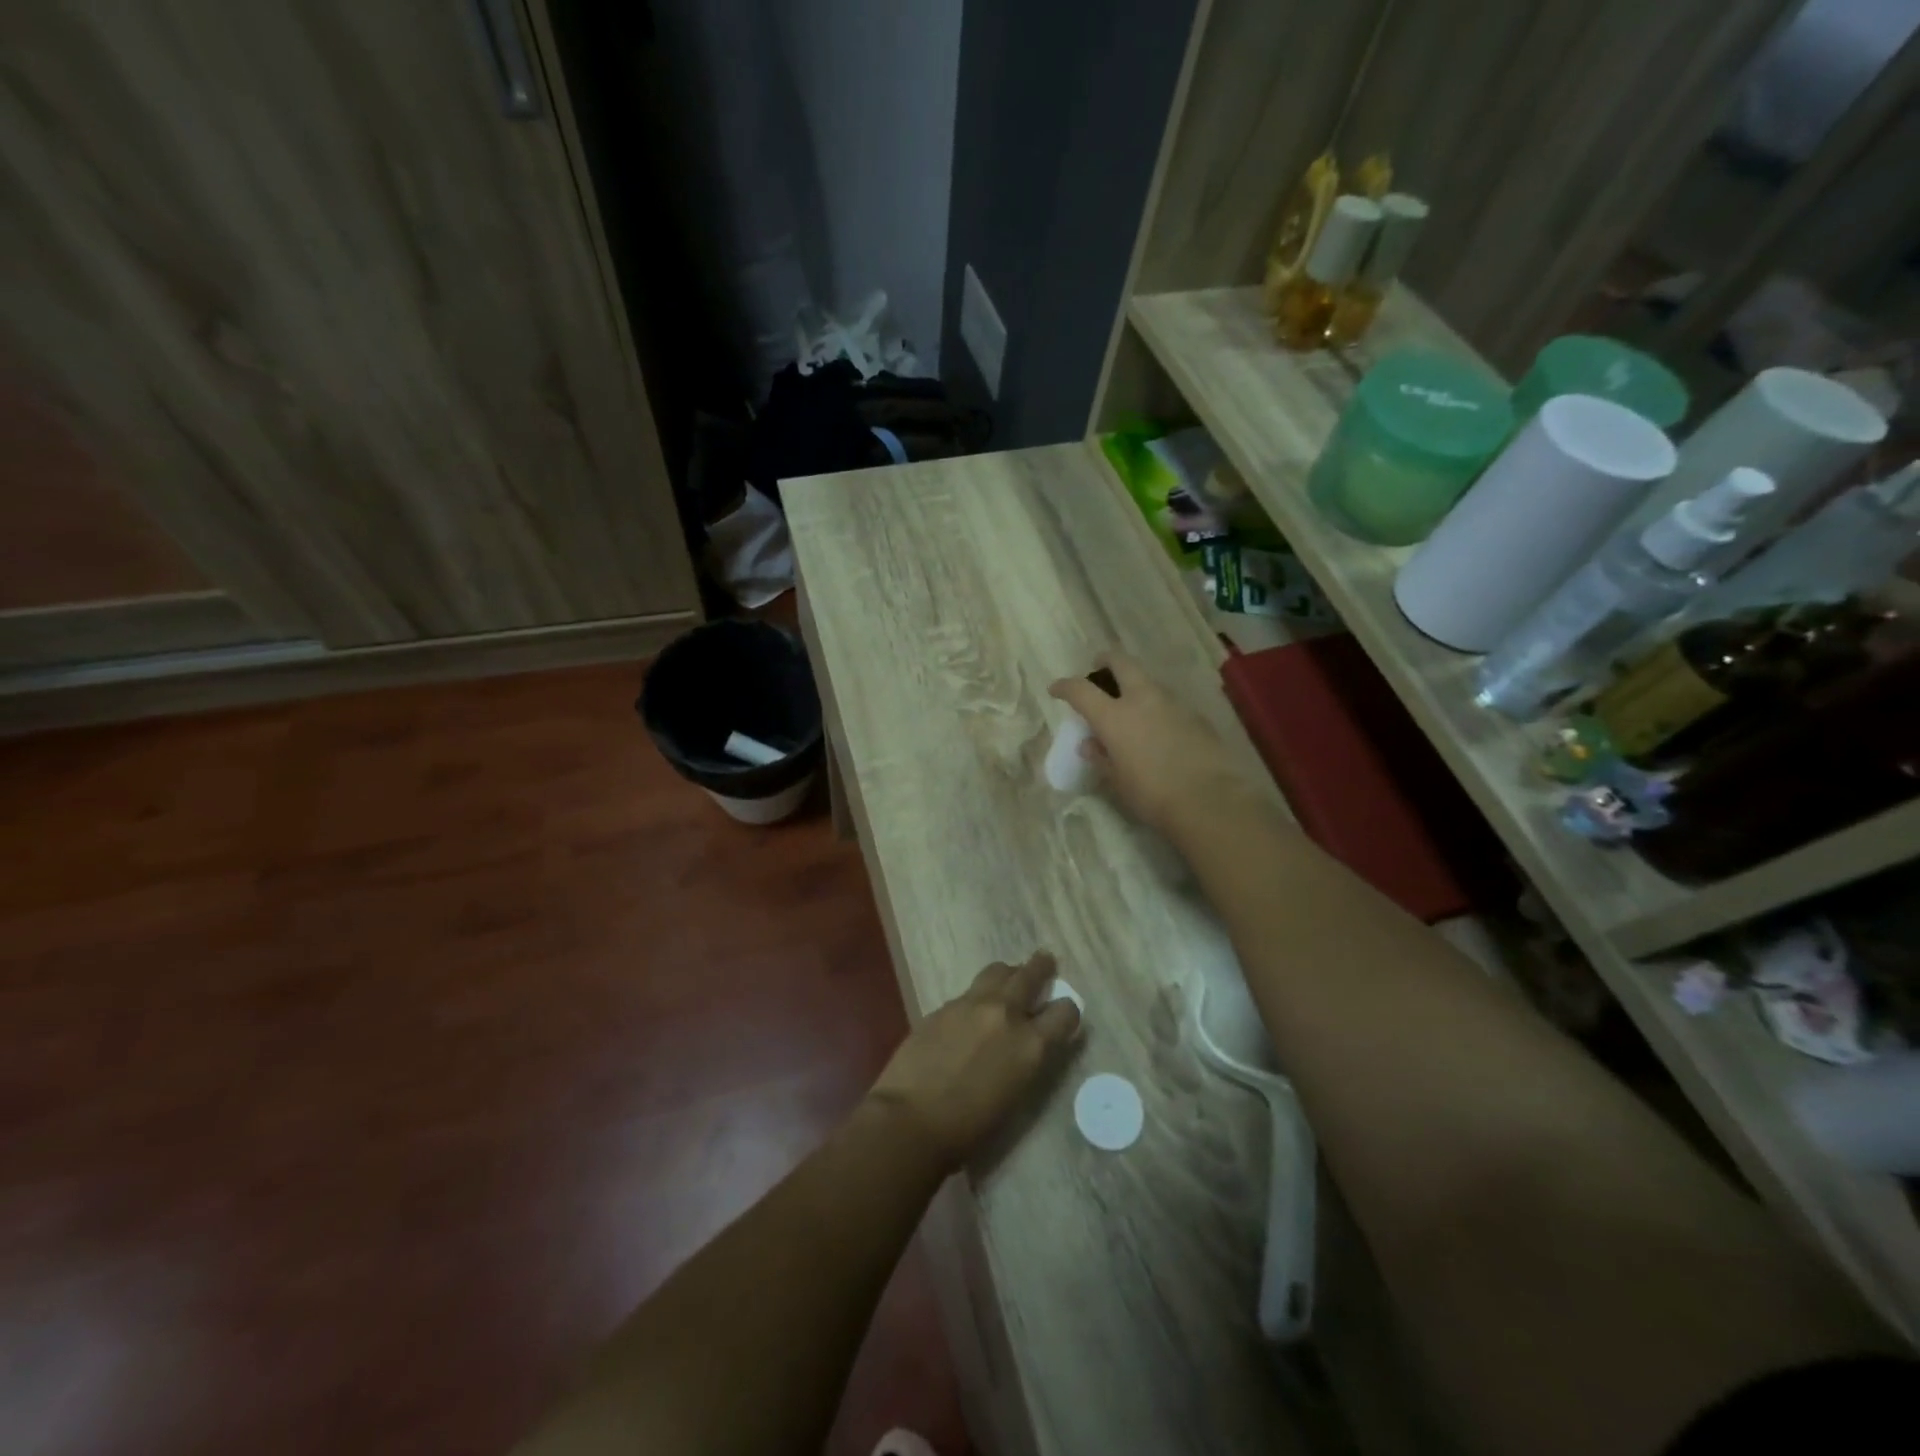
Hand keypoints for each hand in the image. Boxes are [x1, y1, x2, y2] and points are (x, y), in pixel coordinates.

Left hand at [866, 953, 1080, 1169]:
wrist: (911, 1120)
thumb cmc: (970, 1128)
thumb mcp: (1016, 1095)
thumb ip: (1027, 1059)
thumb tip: (1029, 1043)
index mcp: (1030, 1044)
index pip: (1065, 1011)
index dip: (1067, 1012)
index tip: (1063, 1013)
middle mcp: (1005, 1013)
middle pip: (1030, 974)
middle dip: (1041, 967)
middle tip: (1045, 961)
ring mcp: (971, 1004)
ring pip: (998, 971)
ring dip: (1008, 973)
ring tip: (1009, 978)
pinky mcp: (943, 1005)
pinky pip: (968, 992)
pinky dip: (978, 996)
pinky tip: (970, 1012)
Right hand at [1048, 652, 1251, 839]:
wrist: (1209, 800)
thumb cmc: (1152, 795)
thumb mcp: (1118, 781)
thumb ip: (1101, 758)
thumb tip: (1090, 744)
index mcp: (1114, 716)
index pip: (1081, 690)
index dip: (1065, 687)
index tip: (1056, 689)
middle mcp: (1142, 700)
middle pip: (1121, 663)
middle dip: (1106, 661)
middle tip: (1099, 668)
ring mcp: (1173, 703)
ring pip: (1148, 681)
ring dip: (1135, 685)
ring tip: (1131, 704)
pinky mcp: (1196, 715)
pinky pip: (1169, 702)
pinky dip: (1157, 707)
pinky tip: (1159, 728)